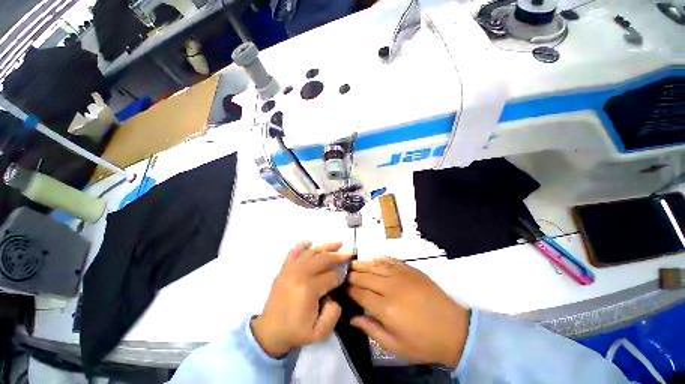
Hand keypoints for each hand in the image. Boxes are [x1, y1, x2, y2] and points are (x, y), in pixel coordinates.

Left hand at [252, 241, 353, 357]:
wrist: (269, 332)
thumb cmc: (295, 332)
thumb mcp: (319, 333)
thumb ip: (333, 314)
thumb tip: (334, 296)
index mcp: (309, 290)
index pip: (331, 276)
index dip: (341, 277)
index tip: (345, 278)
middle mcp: (300, 275)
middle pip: (323, 259)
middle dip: (338, 256)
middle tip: (349, 254)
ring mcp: (290, 270)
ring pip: (311, 253)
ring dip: (326, 246)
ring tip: (338, 243)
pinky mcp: (284, 270)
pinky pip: (292, 253)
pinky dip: (301, 246)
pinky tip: (309, 241)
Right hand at [348, 258, 469, 368]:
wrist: (454, 329)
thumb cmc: (423, 342)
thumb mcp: (395, 346)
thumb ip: (371, 330)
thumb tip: (352, 318)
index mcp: (386, 309)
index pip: (360, 294)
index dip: (350, 290)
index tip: (343, 288)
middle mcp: (391, 288)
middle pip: (365, 276)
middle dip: (353, 275)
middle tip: (344, 273)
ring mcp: (402, 276)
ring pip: (376, 266)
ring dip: (363, 264)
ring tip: (353, 263)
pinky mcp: (411, 269)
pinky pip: (391, 261)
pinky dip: (380, 259)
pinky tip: (374, 258)